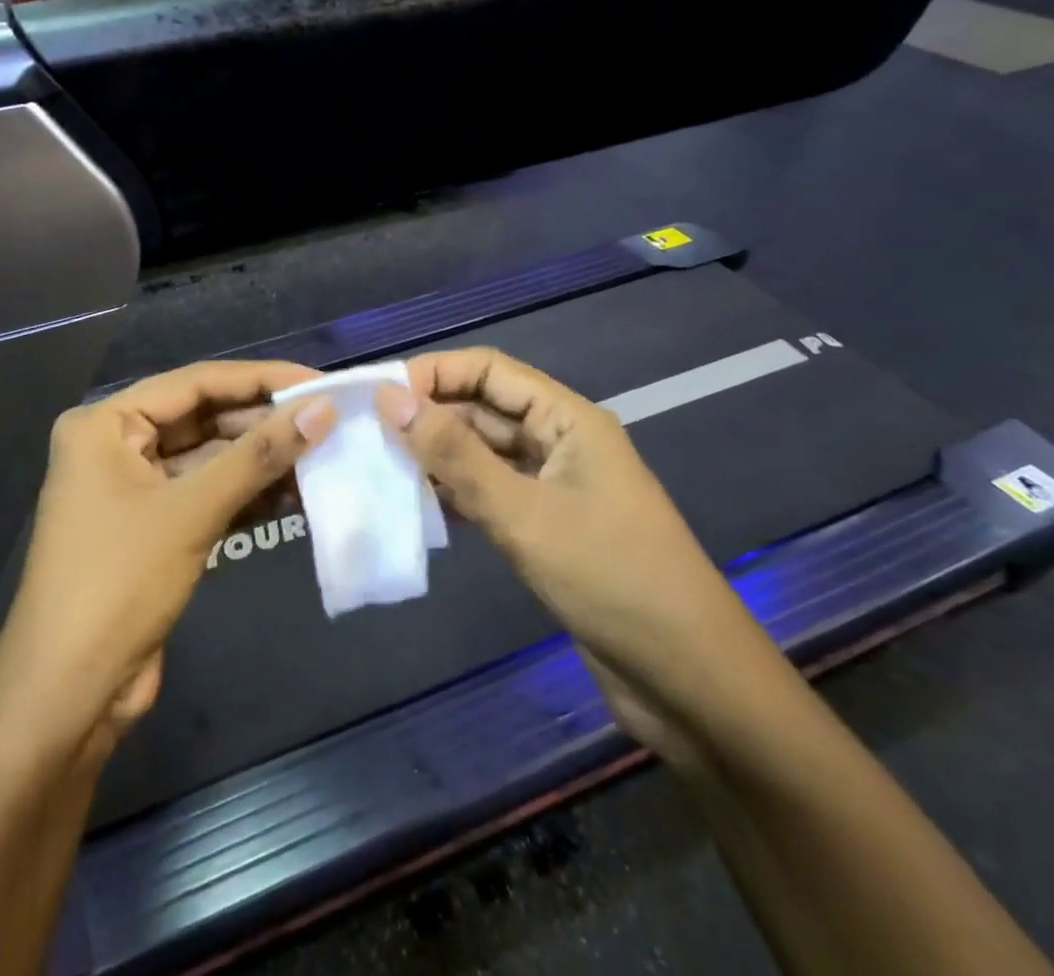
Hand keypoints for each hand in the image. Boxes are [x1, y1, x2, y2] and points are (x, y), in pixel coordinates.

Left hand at [0, 362, 334, 759]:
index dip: (261, 379)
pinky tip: (296, 495)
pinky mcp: (153, 528)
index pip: (195, 383)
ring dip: (261, 461)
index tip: (319, 382)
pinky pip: (207, 495)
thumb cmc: (118, 584)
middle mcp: (116, 445)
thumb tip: (322, 410)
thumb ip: (258, 456)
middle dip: (264, 423)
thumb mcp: (191, 512)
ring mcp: (134, 489)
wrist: (67, 697)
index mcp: (105, 423)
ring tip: (323, 455)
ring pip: (210, 459)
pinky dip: (247, 495)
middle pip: (203, 419)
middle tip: (328, 421)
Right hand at [377, 348, 759, 760]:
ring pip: (483, 453)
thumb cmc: (611, 579)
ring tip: (378, 466)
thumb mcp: (524, 513)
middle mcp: (559, 442)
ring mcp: (553, 487)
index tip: (377, 394)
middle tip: (365, 433)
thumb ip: (454, 455)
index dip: (433, 373)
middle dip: (428, 415)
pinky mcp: (546, 527)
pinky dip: (455, 493)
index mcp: (568, 419)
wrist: (688, 683)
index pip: (489, 370)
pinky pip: (490, 493)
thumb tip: (391, 398)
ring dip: (437, 456)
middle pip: (483, 409)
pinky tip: (416, 505)